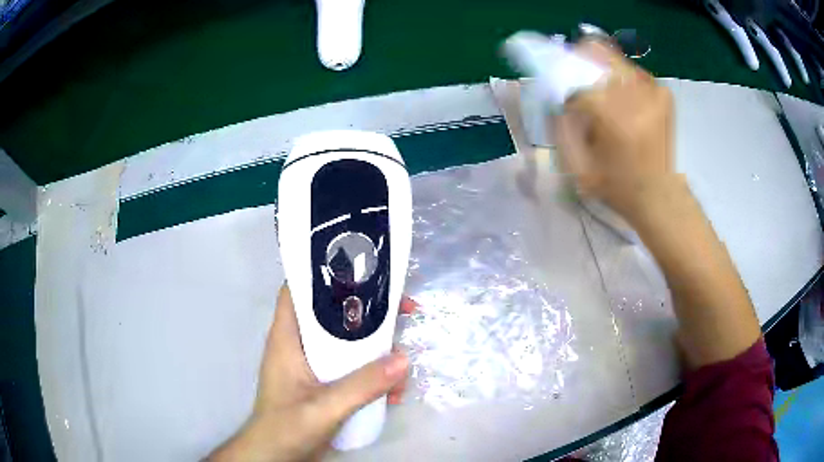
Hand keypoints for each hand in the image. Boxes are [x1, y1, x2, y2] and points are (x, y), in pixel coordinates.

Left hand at [208, 285, 415, 461]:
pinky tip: (392, 394)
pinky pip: (353, 368)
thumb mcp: (323, 408)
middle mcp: (300, 345)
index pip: (299, 290)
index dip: (326, 273)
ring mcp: (314, 366)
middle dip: (368, 311)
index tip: (364, 270)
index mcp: (288, 338)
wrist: (275, 457)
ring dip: (377, 348)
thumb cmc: (285, 428)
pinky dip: (374, 375)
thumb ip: (360, 386)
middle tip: (403, 311)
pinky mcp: (325, 384)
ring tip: (404, 361)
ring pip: (348, 342)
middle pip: (333, 313)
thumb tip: (403, 359)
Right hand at [553, 40, 674, 223]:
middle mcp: (636, 94)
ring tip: (604, 99)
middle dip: (579, 63)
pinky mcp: (662, 92)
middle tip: (578, 84)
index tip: (563, 102)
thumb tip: (555, 99)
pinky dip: (620, 80)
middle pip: (596, 51)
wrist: (662, 197)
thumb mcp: (579, 168)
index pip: (575, 79)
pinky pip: (631, 71)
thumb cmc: (619, 187)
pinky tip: (623, 103)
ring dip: (600, 72)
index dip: (563, 87)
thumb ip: (561, 129)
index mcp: (614, 117)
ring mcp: (653, 89)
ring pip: (613, 58)